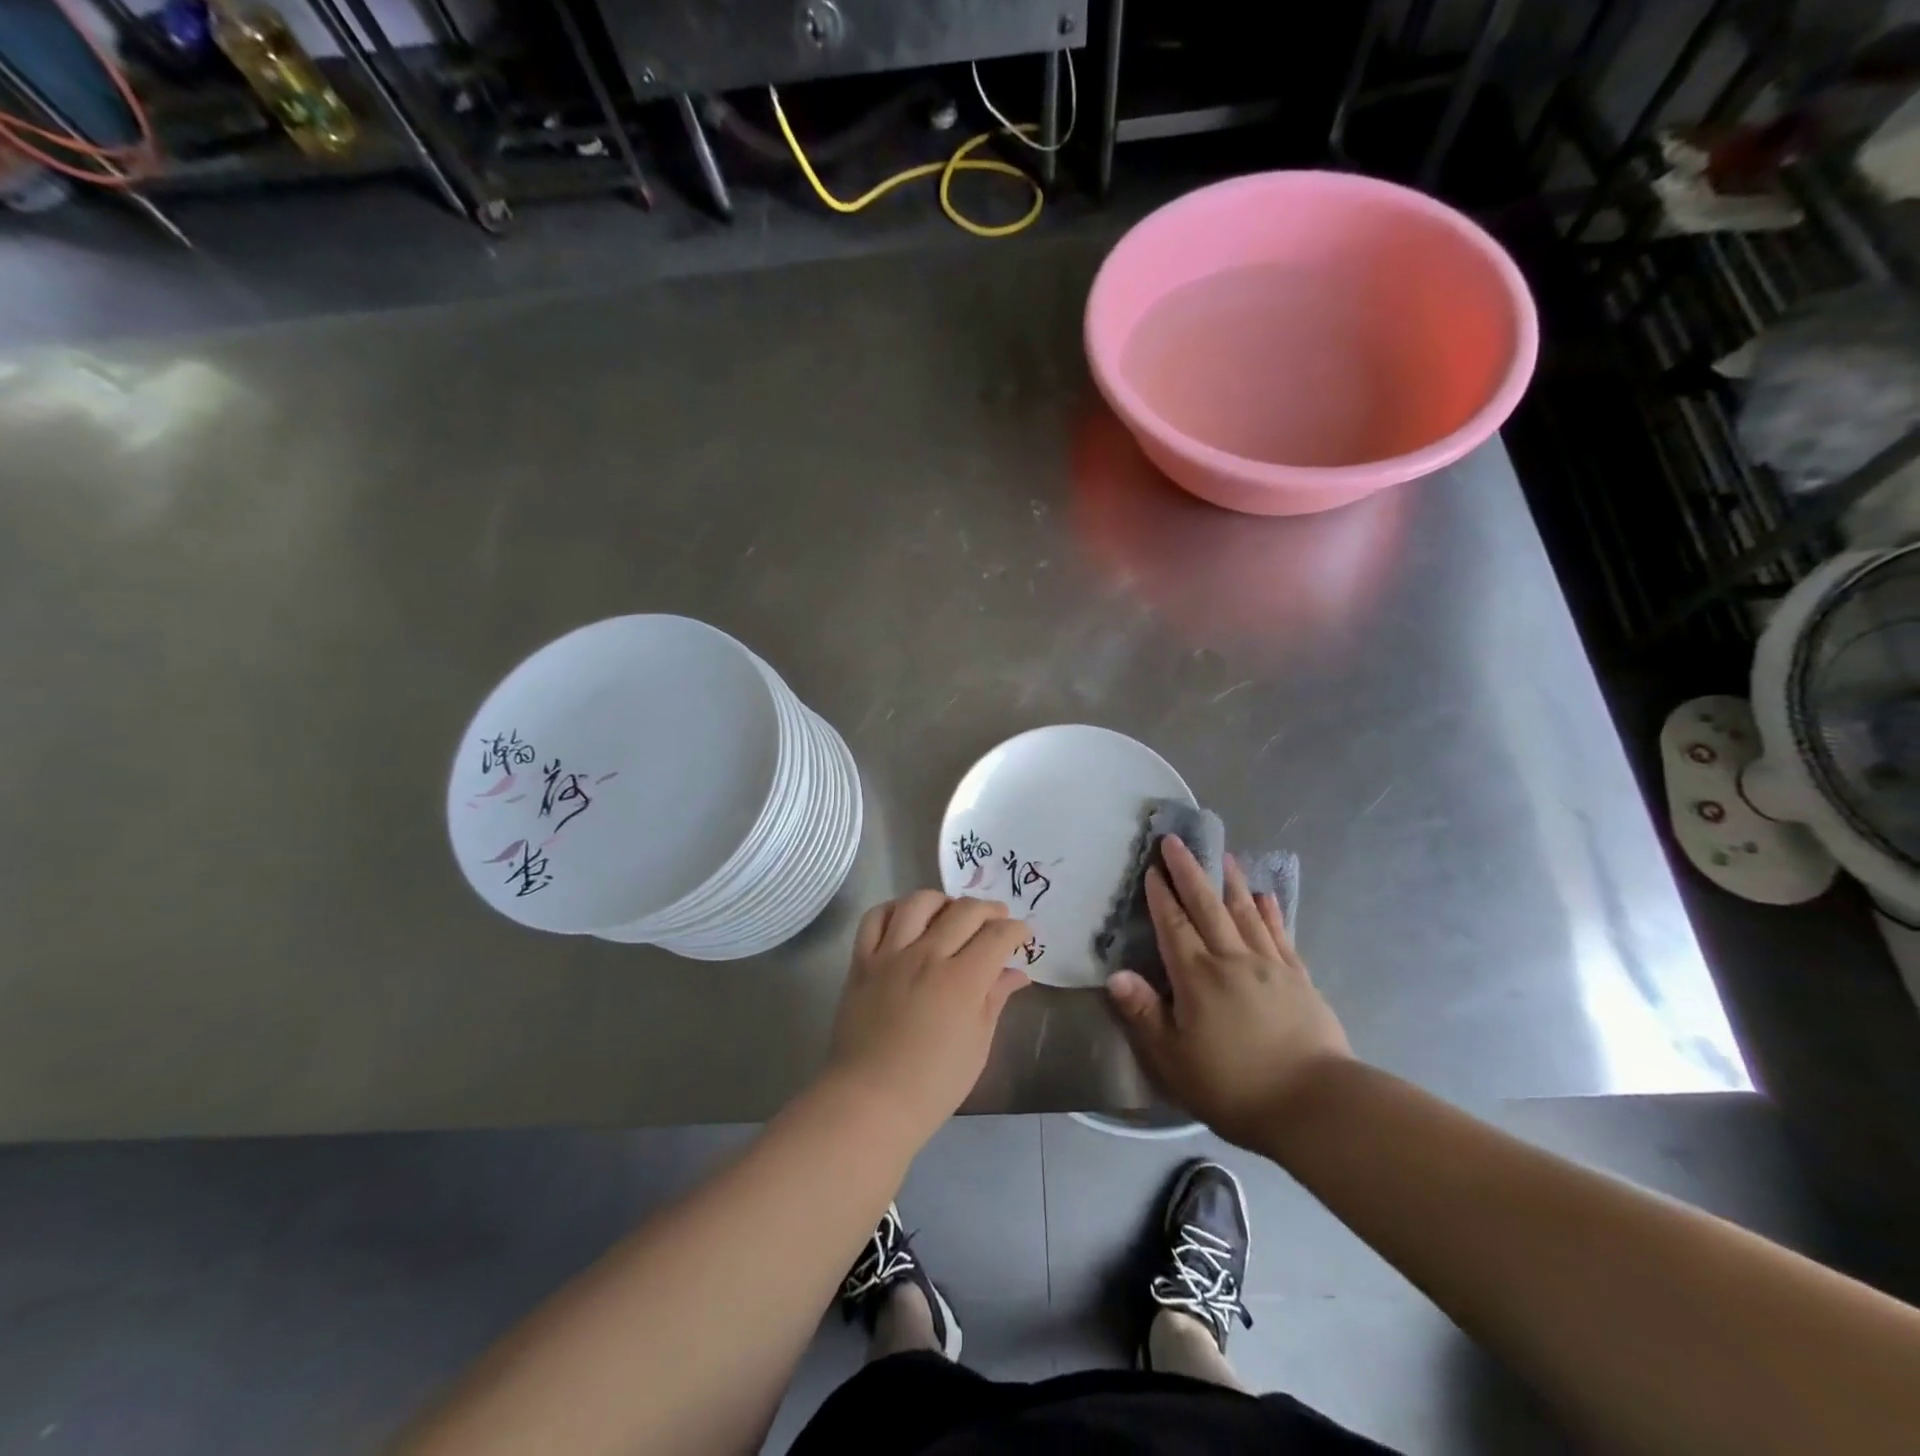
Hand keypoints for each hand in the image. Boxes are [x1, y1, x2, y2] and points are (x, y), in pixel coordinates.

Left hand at [825, 892, 1032, 1141]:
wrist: (870, 1100)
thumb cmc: (933, 1083)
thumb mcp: (977, 1045)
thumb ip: (995, 999)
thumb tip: (1016, 973)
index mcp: (962, 980)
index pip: (998, 935)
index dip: (1017, 929)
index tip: (1023, 934)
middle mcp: (927, 956)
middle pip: (964, 911)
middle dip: (989, 910)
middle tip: (997, 920)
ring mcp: (890, 955)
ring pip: (919, 902)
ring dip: (943, 901)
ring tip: (951, 914)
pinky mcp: (862, 961)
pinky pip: (875, 918)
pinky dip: (894, 909)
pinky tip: (906, 918)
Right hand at [1107, 837, 1352, 1147]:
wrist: (1316, 1106)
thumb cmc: (1234, 1086)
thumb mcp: (1174, 1060)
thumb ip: (1143, 1015)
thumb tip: (1114, 975)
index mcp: (1197, 977)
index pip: (1173, 926)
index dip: (1161, 896)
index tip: (1152, 867)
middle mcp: (1232, 960)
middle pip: (1207, 906)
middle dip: (1189, 872)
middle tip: (1177, 841)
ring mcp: (1271, 966)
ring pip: (1245, 913)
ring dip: (1230, 882)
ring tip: (1223, 855)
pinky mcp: (1300, 980)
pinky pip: (1281, 936)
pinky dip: (1271, 912)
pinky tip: (1266, 896)